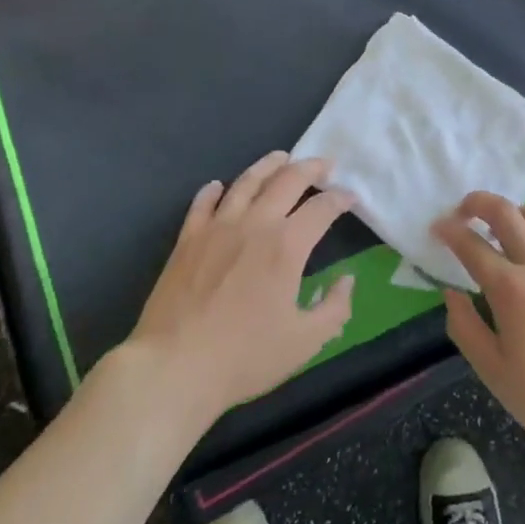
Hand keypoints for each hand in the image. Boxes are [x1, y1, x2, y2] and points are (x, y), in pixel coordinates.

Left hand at [125, 152, 354, 426]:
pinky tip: (219, 186)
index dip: (340, 199)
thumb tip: (346, 281)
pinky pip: (203, 203)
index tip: (350, 197)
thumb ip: (335, 309)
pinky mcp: (187, 239)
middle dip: (310, 168)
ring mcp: (217, 228)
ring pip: (246, 182)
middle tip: (323, 163)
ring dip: (268, 166)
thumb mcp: (305, 342)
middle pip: (286, 181)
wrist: (174, 366)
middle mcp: (255, 225)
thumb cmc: (244, 356)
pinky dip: (214, 190)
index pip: (321, 209)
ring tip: (281, 157)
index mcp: (287, 246)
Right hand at [433, 193, 524, 454]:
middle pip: (506, 214)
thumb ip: (466, 328)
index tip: (436, 227)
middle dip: (479, 203)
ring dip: (517, 212)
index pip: (471, 246)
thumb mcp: (493, 371)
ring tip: (506, 225)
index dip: (449, 231)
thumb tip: (452, 294)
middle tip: (464, 210)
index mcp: (509, 288)